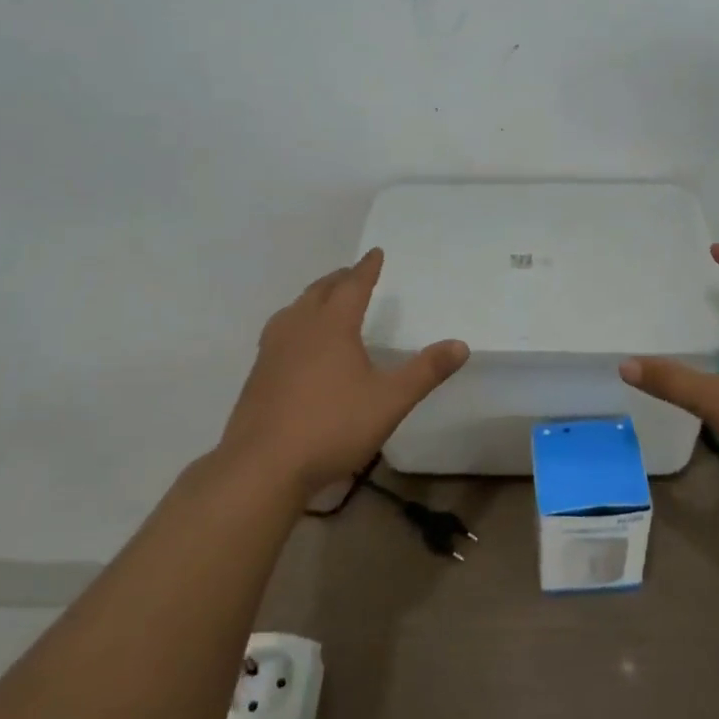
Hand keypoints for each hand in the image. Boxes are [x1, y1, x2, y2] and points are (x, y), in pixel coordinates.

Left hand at [220, 248, 468, 498]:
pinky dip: (295, 322)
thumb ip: (426, 371)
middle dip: (339, 280)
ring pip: (294, 310)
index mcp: (332, 326)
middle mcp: (299, 328)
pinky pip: (280, 332)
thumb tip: (461, 345)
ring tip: (324, 301)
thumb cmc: (332, 426)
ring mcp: (272, 350)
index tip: (375, 253)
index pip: (353, 286)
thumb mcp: (390, 401)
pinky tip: (298, 345)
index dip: (367, 268)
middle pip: (320, 292)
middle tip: (353, 274)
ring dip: (313, 298)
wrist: (263, 465)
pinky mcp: (258, 374)